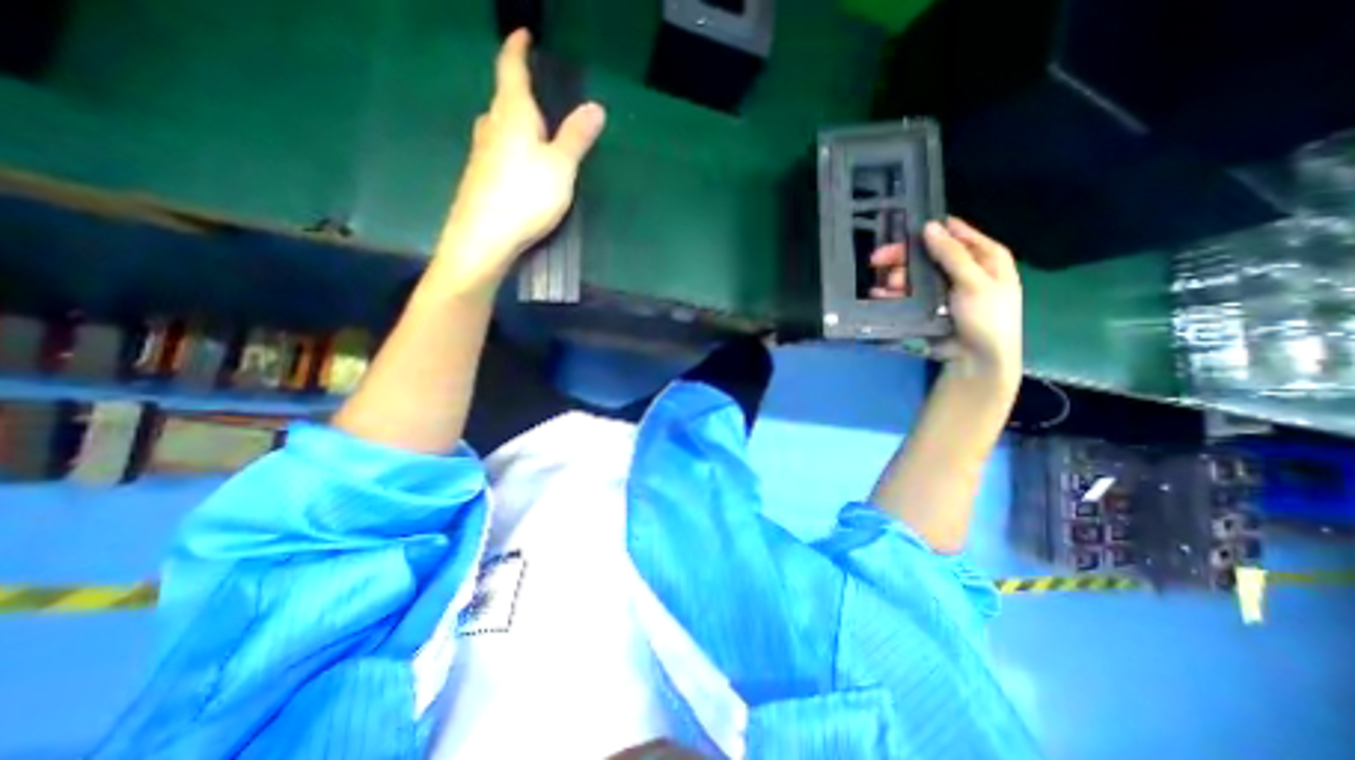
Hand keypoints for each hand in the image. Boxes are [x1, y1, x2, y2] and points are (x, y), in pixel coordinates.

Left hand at [430, 30, 606, 289]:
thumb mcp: (561, 167)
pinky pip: (496, 150)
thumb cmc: (525, 196)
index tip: (522, 35)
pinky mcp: (478, 178)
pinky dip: (509, 147)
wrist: (483, 237)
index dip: (517, 49)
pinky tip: (518, 166)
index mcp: (512, 115)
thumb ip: (576, 138)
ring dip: (512, 121)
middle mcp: (491, 127)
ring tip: (531, 130)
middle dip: (517, 91)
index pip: (511, 70)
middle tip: (537, 94)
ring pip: (497, 126)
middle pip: (502, 99)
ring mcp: (481, 153)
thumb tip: (595, 106)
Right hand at [874, 217, 1022, 379]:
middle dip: (903, 256)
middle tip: (877, 259)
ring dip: (897, 276)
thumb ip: (952, 254)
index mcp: (985, 256)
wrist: (976, 359)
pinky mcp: (928, 305)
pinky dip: (894, 293)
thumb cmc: (986, 317)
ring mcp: (944, 288)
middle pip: (928, 253)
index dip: (929, 228)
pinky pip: (908, 293)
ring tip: (884, 285)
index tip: (901, 228)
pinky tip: (879, 294)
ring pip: (915, 273)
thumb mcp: (974, 282)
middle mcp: (963, 268)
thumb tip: (929, 226)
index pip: (954, 232)